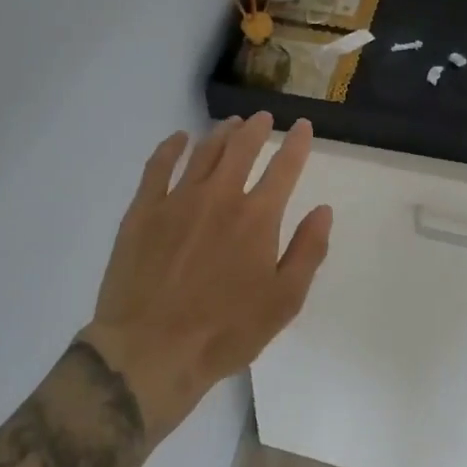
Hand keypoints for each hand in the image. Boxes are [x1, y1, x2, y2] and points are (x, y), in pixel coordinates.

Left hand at [79, 113, 332, 437]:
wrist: (151, 349)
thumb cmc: (225, 332)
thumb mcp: (283, 301)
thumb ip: (308, 251)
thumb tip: (323, 210)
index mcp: (257, 217)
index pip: (284, 168)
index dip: (297, 144)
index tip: (303, 126)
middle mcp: (219, 196)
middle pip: (242, 148)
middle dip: (257, 128)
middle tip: (263, 118)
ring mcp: (178, 199)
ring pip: (204, 151)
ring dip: (221, 133)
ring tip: (231, 124)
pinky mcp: (143, 210)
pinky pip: (158, 166)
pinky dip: (171, 147)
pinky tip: (178, 138)